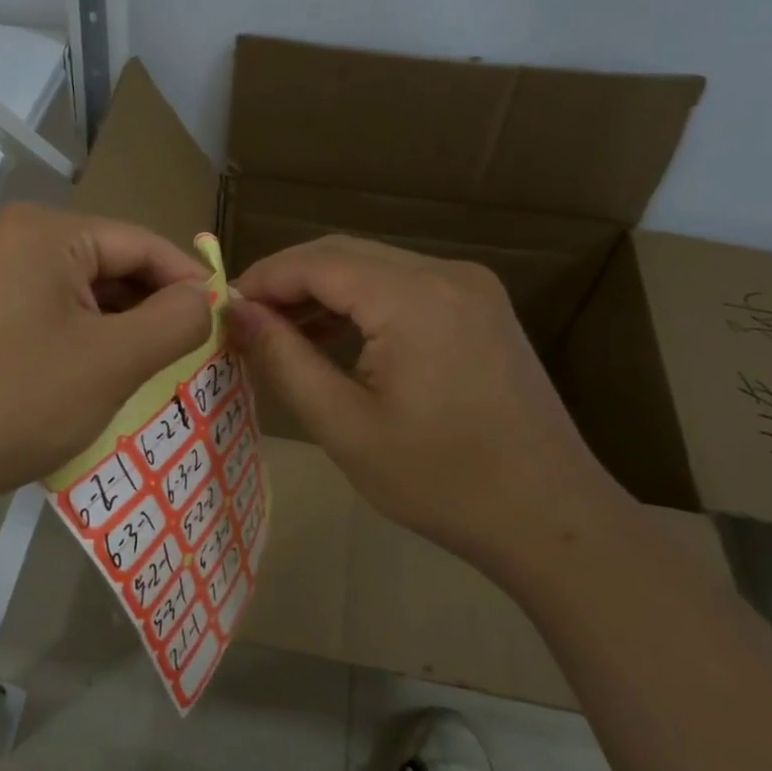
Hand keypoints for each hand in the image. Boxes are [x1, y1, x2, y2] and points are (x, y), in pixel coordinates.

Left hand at [0, 204, 213, 519]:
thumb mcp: (114, 362)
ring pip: (74, 290)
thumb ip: (175, 320)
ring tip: (147, 368)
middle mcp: (8, 236)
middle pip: (105, 263)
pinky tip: (92, 373)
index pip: (139, 243)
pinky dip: (76, 335)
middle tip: (188, 352)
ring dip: (114, 325)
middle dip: (149, 307)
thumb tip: (202, 297)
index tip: (222, 319)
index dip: (188, 280)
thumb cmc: (18, 402)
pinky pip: (41, 309)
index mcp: (43, 231)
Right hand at [228, 235, 630, 584]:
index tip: (220, 309)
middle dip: (287, 282)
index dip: (262, 278)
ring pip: (373, 267)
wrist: (551, 516)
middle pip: (344, 254)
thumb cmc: (440, 480)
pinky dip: (360, 304)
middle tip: (243, 322)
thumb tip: (235, 312)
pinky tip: (333, 338)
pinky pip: (403, 287)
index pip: (316, 261)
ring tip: (279, 334)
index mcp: (414, 298)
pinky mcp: (480, 307)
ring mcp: (470, 287)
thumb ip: (284, 359)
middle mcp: (446, 273)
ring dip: (322, 292)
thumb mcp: (345, 426)